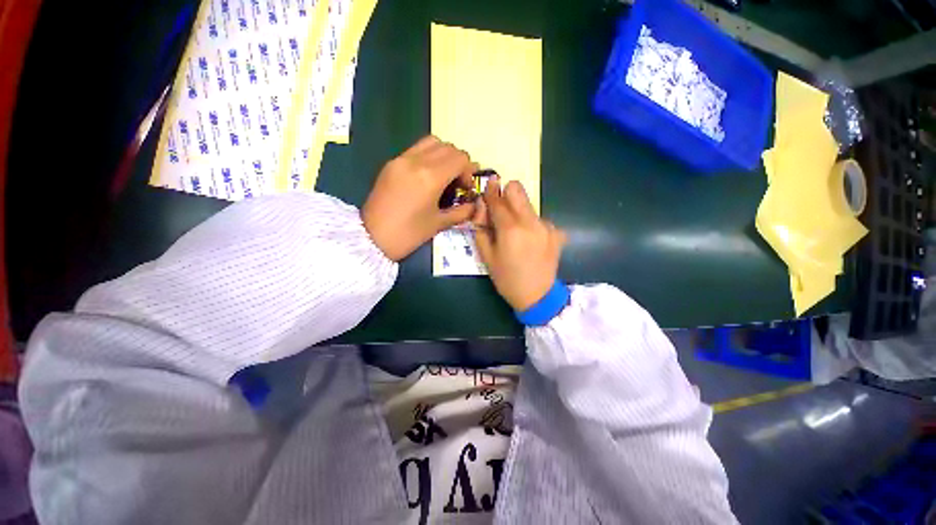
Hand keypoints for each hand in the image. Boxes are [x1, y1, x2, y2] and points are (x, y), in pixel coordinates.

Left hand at [362, 136, 478, 260]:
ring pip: (431, 142)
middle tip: (457, 182)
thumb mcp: (439, 224)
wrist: (371, 238)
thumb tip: (474, 205)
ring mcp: (401, 159)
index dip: (468, 171)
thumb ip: (461, 211)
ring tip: (443, 175)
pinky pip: (416, 149)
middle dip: (458, 162)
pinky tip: (427, 176)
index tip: (465, 188)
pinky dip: (428, 156)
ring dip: (444, 154)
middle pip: (448, 147)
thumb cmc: (409, 234)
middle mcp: (416, 161)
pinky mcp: (391, 163)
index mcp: (431, 177)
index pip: (460, 158)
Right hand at [473, 176, 566, 311]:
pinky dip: (530, 225)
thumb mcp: (487, 258)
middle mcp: (530, 222)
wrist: (538, 296)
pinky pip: (539, 219)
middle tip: (500, 207)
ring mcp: (547, 226)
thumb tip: (482, 211)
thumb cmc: (507, 279)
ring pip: (528, 205)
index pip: (497, 201)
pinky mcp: (556, 233)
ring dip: (518, 211)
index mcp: (511, 229)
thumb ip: (482, 230)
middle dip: (506, 192)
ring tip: (516, 233)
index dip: (490, 190)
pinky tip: (530, 242)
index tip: (488, 182)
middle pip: (518, 190)